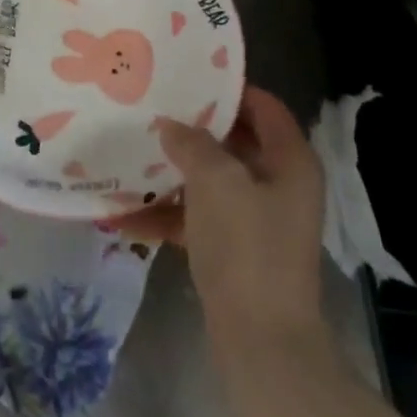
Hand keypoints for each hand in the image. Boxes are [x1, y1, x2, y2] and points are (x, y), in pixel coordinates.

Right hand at [115, 86, 326, 360]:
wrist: (261, 340)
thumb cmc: (247, 248)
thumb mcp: (216, 182)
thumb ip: (192, 144)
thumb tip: (171, 126)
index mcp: (290, 162)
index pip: (263, 106)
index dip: (227, 88)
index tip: (185, 76)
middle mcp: (279, 185)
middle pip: (233, 141)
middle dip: (191, 128)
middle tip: (150, 110)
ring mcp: (258, 219)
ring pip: (212, 179)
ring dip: (174, 171)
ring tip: (131, 155)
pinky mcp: (236, 248)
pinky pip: (199, 216)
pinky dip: (169, 213)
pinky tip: (126, 213)